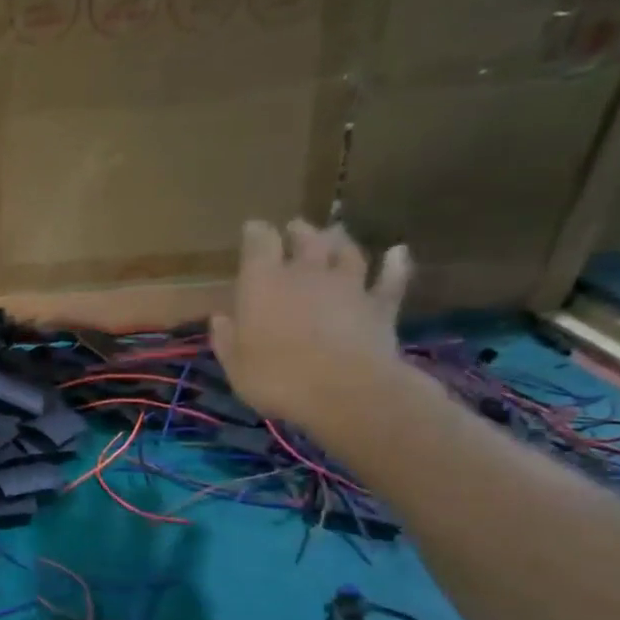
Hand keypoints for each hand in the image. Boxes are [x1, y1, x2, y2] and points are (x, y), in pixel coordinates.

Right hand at [211, 219, 412, 433]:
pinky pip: (391, 278)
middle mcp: (307, 274)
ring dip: (340, 241)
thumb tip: (220, 317)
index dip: (256, 233)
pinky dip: (396, 263)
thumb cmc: (277, 378)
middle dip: (299, 232)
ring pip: (347, 252)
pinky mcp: (380, 305)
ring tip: (336, 234)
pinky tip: (398, 252)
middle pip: (306, 240)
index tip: (253, 228)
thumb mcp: (236, 365)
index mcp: (264, 284)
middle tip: (296, 228)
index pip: (259, 244)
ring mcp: (348, 286)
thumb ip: (226, 338)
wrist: (345, 392)